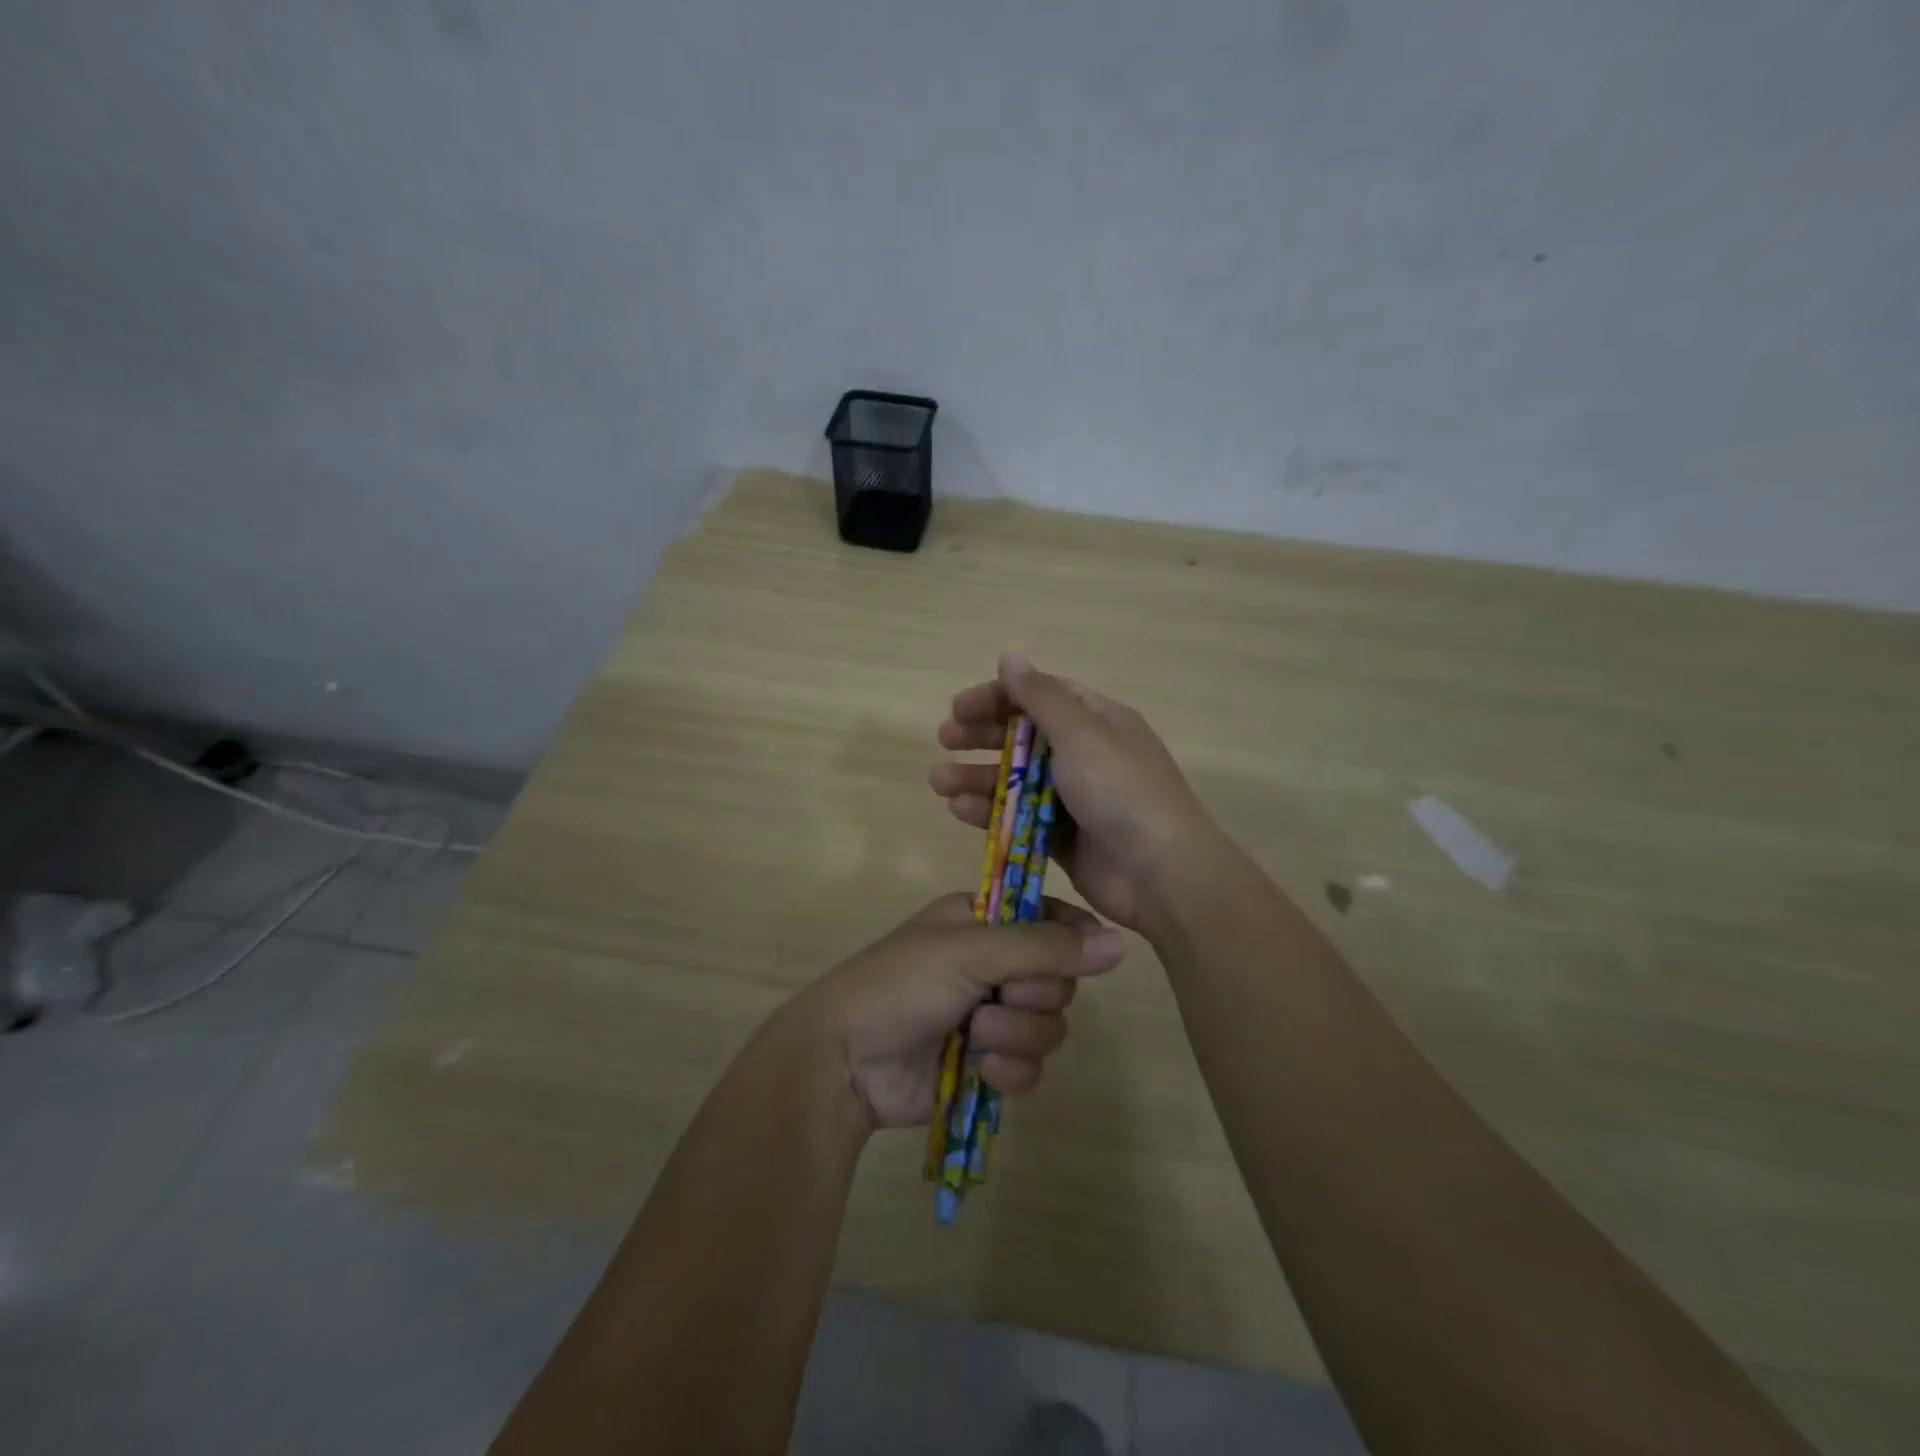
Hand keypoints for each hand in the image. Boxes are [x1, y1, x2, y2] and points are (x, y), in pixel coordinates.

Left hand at [793, 892, 1126, 1131]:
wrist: (846, 1060)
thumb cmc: (901, 984)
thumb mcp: (970, 950)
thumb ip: (1044, 945)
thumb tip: (1120, 942)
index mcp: (983, 920)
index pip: (1050, 917)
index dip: (1072, 937)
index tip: (1086, 955)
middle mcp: (992, 964)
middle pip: (1058, 978)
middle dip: (1034, 995)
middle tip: (999, 997)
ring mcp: (990, 1016)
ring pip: (1049, 1026)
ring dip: (1017, 1035)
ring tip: (974, 1036)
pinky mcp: (987, 1064)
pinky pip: (1031, 1067)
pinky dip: (1011, 1071)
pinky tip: (982, 1070)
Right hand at [929, 654, 1221, 930]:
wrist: (1162, 874)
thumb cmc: (1121, 791)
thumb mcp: (1081, 734)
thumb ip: (1041, 697)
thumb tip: (1010, 656)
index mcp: (1098, 722)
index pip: (1041, 696)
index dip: (998, 697)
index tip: (959, 707)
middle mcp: (1087, 756)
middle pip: (1024, 737)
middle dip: (982, 736)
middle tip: (945, 739)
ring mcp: (1076, 799)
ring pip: (1017, 780)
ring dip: (977, 777)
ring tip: (939, 781)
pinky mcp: (1065, 838)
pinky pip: (1021, 818)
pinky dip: (992, 813)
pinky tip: (961, 811)